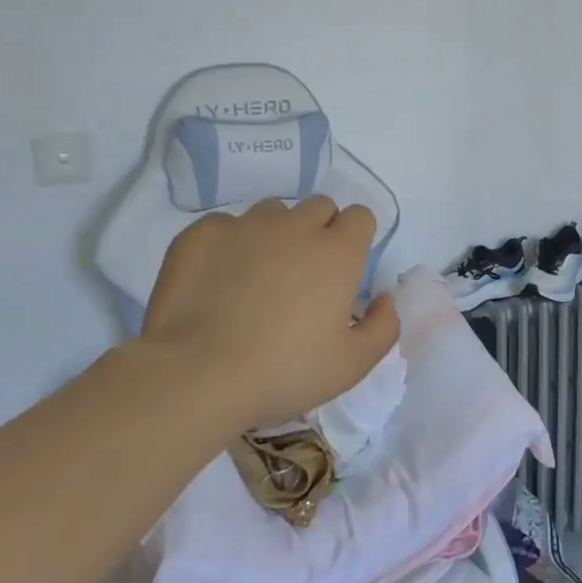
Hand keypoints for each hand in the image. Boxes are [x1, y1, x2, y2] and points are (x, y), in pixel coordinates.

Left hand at [138, 197, 398, 432]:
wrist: (197, 375)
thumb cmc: (284, 372)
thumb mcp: (352, 365)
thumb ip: (383, 326)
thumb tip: (384, 299)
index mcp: (338, 252)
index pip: (360, 217)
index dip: (355, 239)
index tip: (344, 270)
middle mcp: (296, 226)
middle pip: (319, 207)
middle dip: (319, 231)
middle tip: (304, 275)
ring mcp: (246, 225)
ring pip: (272, 213)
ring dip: (275, 235)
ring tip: (258, 277)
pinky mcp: (201, 234)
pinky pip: (225, 226)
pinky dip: (229, 245)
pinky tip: (217, 281)